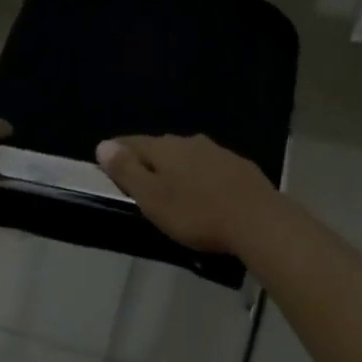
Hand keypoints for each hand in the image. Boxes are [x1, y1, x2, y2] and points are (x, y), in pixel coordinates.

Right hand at [94, 134, 282, 255]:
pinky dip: (200, 176)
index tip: (106, 162)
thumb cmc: (196, 213)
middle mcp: (190, 141)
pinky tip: (204, 193)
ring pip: (187, 156)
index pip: (132, 142)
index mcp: (165, 148)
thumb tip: (103, 144)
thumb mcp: (153, 198)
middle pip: (160, 148)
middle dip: (147, 161)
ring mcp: (217, 152)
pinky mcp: (239, 166)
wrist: (257, 220)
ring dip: (176, 168)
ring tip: (171, 189)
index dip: (117, 151)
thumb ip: (127, 171)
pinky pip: (209, 167)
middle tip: (138, 182)